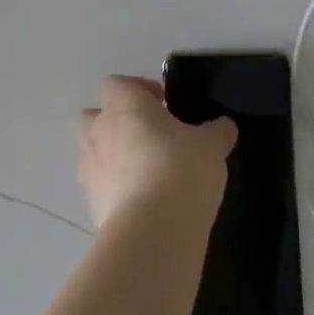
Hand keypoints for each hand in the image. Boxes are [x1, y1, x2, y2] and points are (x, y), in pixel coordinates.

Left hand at [78, 76, 235, 229]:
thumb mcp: (211, 146)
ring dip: (111, 158)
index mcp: (124, 104)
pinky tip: (143, 205)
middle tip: (148, 137)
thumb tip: (224, 127)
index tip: (163, 105)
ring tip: (145, 174)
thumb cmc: (180, 170)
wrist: (152, 231)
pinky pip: (99, 189)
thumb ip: (217, 132)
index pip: (117, 83)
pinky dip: (114, 192)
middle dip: (115, 123)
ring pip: (92, 153)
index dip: (138, 90)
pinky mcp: (91, 206)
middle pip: (94, 116)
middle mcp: (99, 130)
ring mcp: (90, 169)